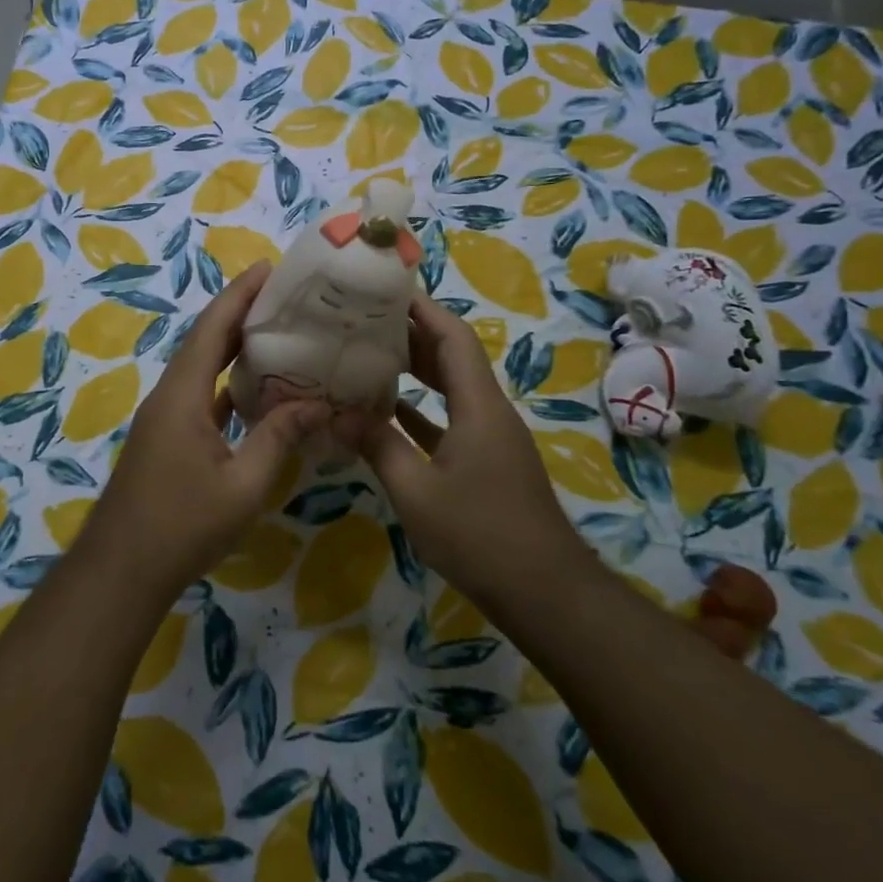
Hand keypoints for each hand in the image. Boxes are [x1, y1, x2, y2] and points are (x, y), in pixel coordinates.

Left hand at [86, 262, 325, 601]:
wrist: (122, 570)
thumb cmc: (183, 525)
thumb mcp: (243, 484)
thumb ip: (280, 439)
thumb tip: (319, 404)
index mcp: (183, 395)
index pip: (212, 329)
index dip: (239, 295)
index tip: (268, 268)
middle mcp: (170, 396)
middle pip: (205, 342)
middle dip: (240, 314)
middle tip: (284, 297)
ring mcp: (165, 418)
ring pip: (202, 370)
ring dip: (234, 349)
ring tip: (278, 335)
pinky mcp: (167, 439)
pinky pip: (201, 397)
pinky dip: (228, 386)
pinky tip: (257, 392)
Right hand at [340, 291, 586, 597]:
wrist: (542, 591)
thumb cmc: (479, 534)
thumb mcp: (417, 491)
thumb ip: (378, 446)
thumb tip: (340, 413)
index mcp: (479, 406)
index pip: (452, 338)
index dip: (422, 309)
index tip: (386, 290)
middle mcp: (488, 411)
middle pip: (453, 357)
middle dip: (412, 334)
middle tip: (365, 321)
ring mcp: (490, 438)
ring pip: (452, 389)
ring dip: (417, 371)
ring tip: (370, 355)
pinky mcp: (487, 462)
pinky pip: (451, 420)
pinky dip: (422, 411)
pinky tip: (389, 412)